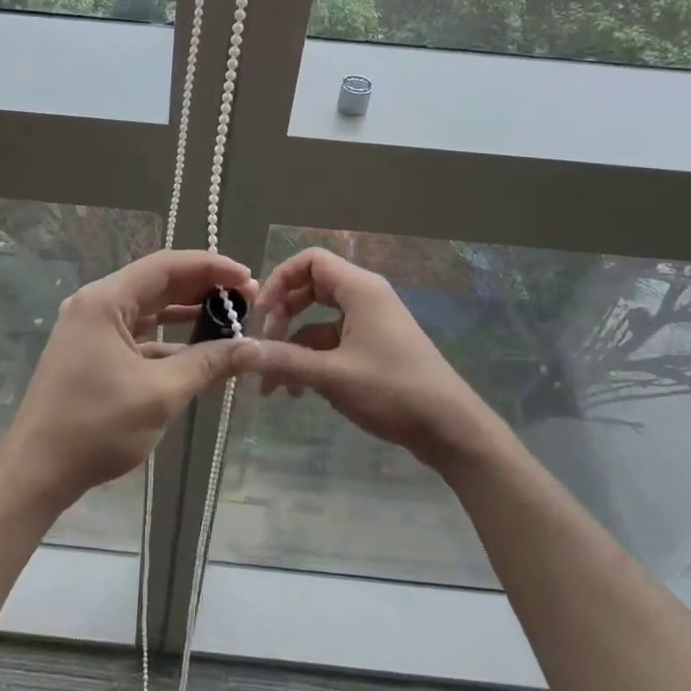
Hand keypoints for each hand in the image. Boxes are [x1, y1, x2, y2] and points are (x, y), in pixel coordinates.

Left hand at [0, 250, 259, 510]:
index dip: (210, 267)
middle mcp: (95, 305)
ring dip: (186, 312)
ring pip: (148, 309)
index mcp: (105, 300)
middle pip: (157, 283)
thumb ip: (209, 363)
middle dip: (202, 289)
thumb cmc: (96, 426)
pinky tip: (198, 351)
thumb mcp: (161, 393)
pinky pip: (137, 334)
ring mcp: (90, 329)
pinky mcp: (91, 353)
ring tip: (229, 319)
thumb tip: (255, 349)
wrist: (37, 471)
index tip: (247, 278)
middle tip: (245, 299)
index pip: (166, 266)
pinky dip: (168, 339)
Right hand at [246, 247, 493, 473]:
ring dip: (292, 346)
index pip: (309, 261)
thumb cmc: (393, 390)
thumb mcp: (332, 375)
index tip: (261, 315)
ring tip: (272, 384)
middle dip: (282, 314)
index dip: (279, 280)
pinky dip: (311, 361)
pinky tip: (297, 392)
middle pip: (309, 288)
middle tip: (265, 343)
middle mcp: (364, 298)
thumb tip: (239, 352)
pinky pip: (331, 343)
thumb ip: (283, 360)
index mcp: (359, 289)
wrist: (451, 429)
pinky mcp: (373, 348)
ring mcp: (370, 324)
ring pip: (317, 321)